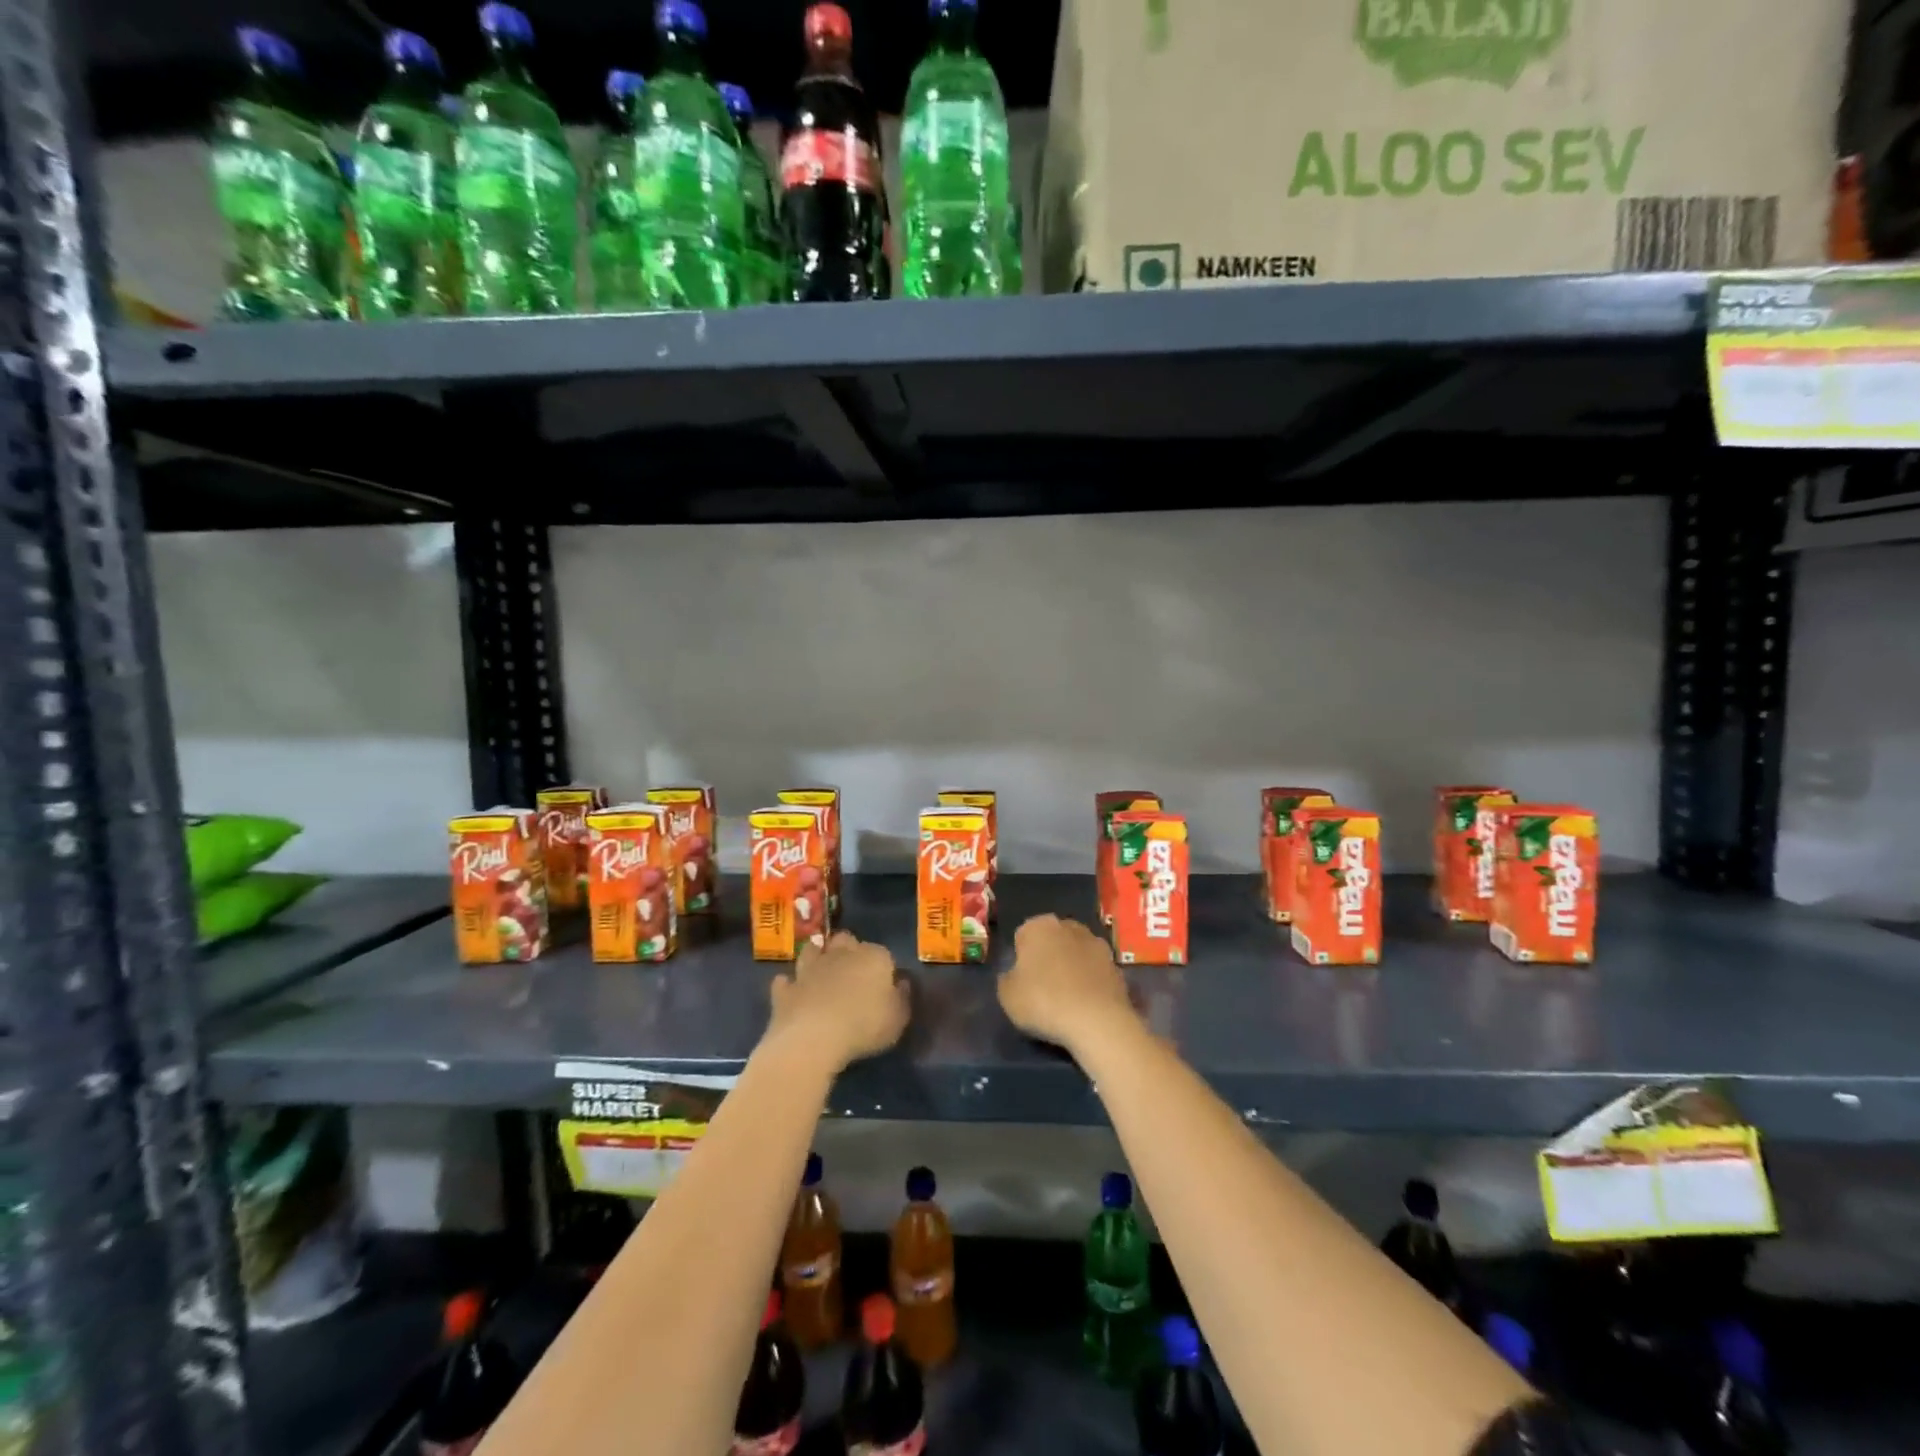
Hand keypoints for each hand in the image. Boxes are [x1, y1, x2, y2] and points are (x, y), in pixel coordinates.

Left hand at [767, 930, 909, 1072]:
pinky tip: (792, 992)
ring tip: (820, 970)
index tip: (884, 984)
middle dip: (847, 950)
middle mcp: (841, 954)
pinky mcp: (786, 989)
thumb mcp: (898, 1018)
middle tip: (851, 971)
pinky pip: (786, 982)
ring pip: (812, 951)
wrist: (813, 1036)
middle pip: (845, 941)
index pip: (882, 953)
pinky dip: (789, 985)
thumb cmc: (865, 1025)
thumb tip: (901, 983)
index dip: (883, 967)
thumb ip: (902, 998)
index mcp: (873, 957)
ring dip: (816, 957)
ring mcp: (809, 969)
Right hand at [998, 914, 1137, 1056]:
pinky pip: (1095, 972)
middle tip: (1042, 987)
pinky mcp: (1117, 966)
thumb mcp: (1007, 995)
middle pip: (1052, 940)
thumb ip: (1007, 978)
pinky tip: (1085, 1005)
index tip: (1021, 980)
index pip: (1022, 936)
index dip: (1020, 958)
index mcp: (1039, 926)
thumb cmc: (1044, 1001)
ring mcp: (1097, 944)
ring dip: (1071, 967)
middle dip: (1048, 956)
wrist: (1098, 1022)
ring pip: (1076, 953)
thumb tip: (1015, 975)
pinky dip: (1090, 982)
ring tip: (1066, 998)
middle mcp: (1069, 926)